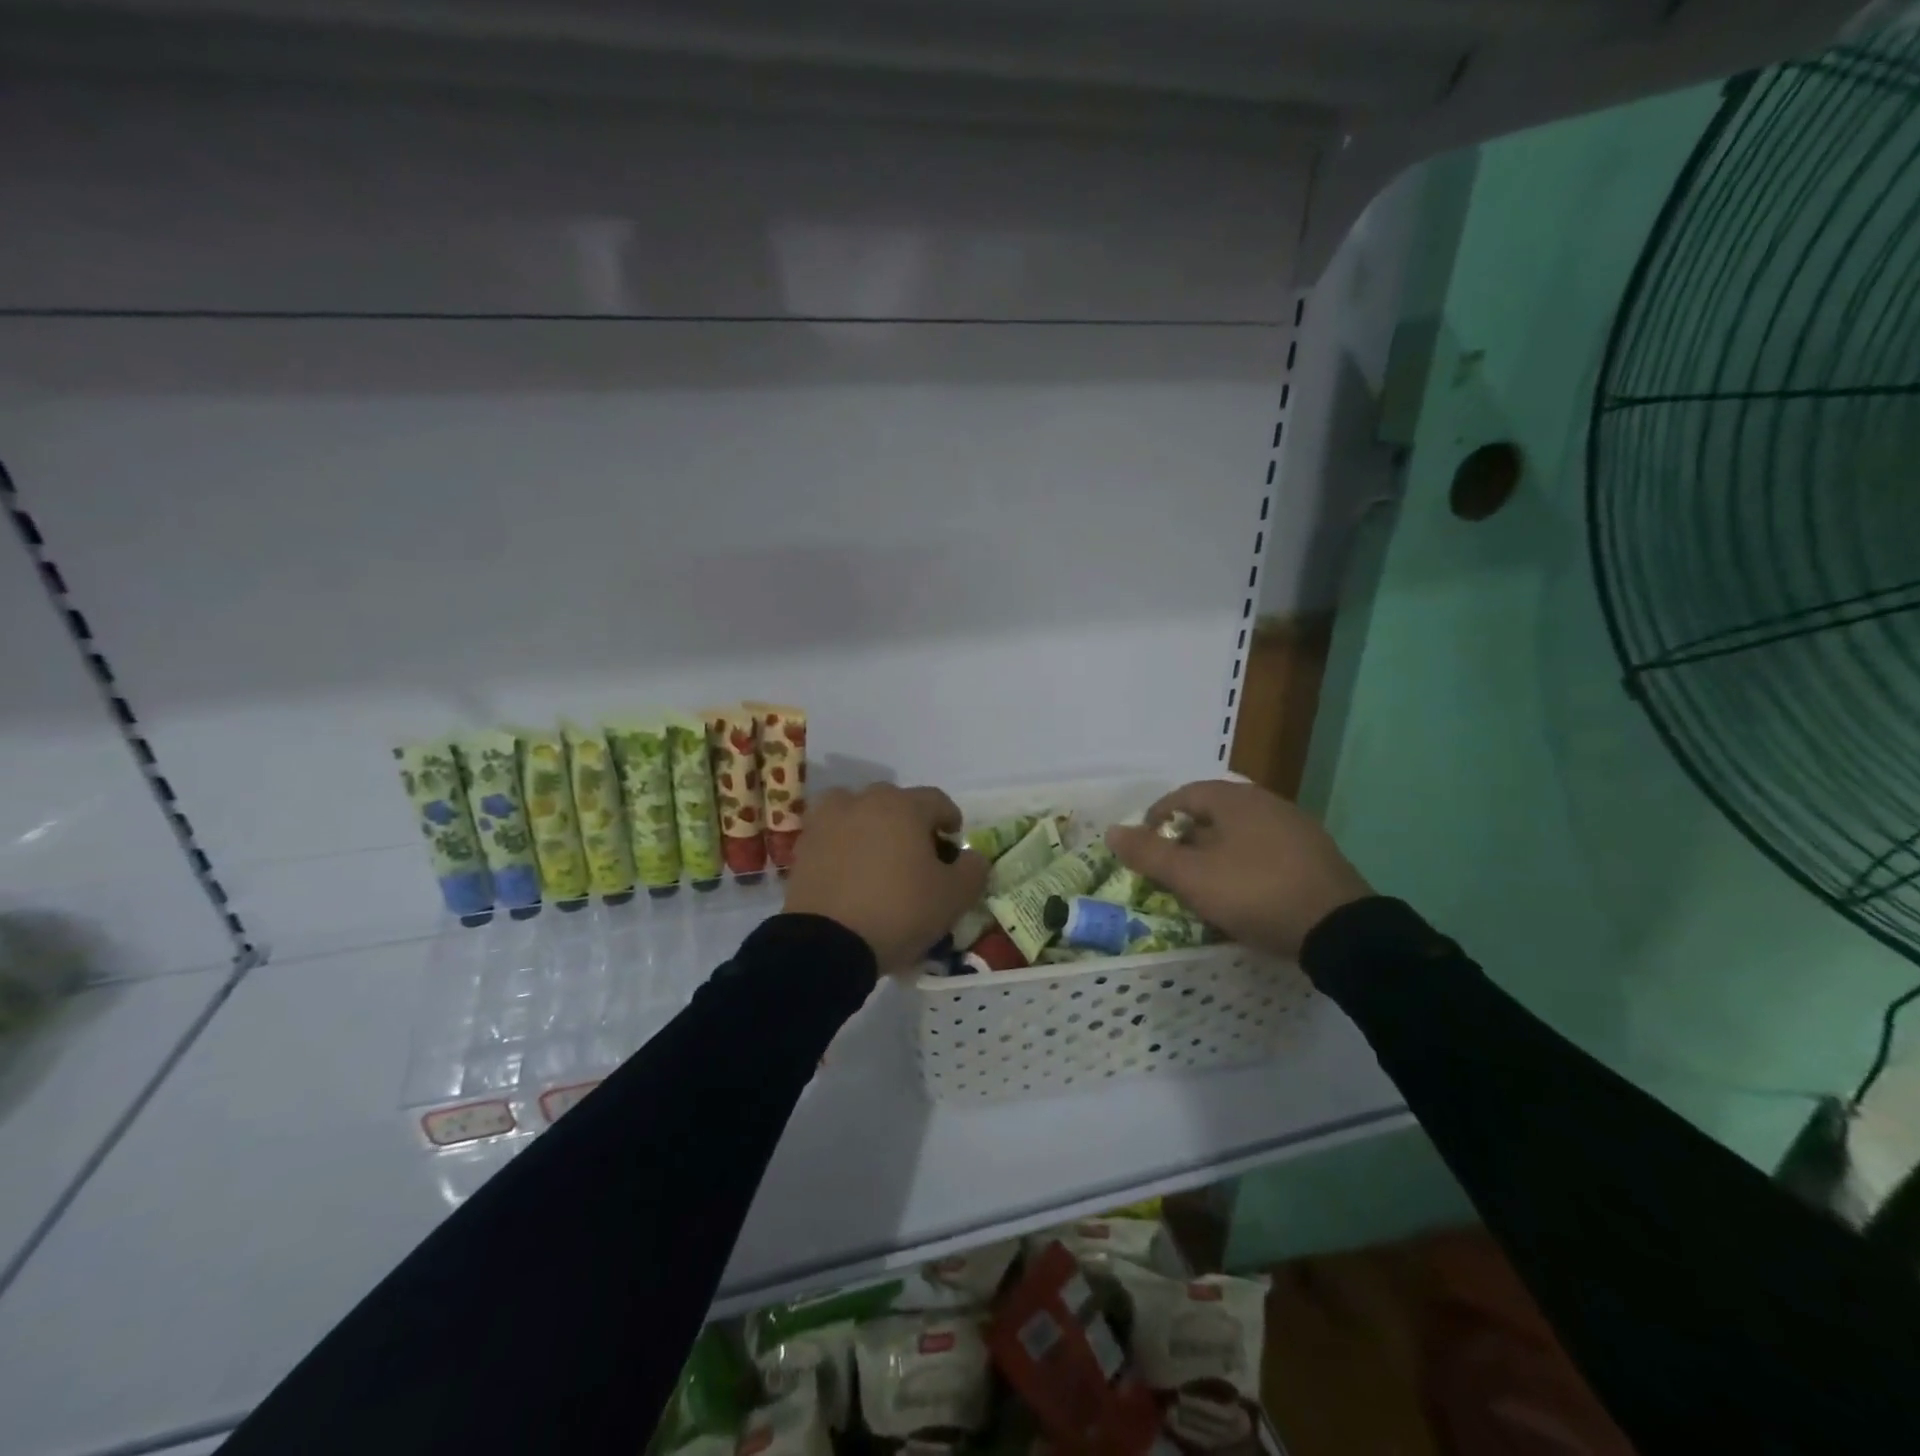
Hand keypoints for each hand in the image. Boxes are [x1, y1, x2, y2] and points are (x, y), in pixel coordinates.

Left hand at [783, 784, 989, 974]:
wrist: (827, 943)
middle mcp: (864, 801)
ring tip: (877, 856)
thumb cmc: (899, 911)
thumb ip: (974, 870)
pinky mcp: (804, 844)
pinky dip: (843, 842)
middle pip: (896, 802)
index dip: (950, 819)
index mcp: (904, 806)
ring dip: (871, 825)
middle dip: (911, 823)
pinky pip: (832, 833)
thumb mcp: (953, 897)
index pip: (937, 800)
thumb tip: (972, 857)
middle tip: (917, 855)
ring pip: (858, 810)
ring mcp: (829, 820)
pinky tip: (850, 870)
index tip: (953, 843)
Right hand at [1104, 780, 1371, 959]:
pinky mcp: (1315, 854)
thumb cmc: (1255, 893)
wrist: (1340, 929)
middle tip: (1172, 869)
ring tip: (1205, 883)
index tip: (1146, 848)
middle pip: (1213, 812)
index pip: (1183, 795)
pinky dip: (1245, 863)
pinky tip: (1245, 892)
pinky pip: (1266, 849)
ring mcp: (1296, 826)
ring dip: (1216, 852)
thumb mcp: (1192, 877)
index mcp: (1234, 799)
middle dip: (1186, 838)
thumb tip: (1111, 831)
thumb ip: (1149, 854)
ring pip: (1240, 832)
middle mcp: (1266, 802)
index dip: (1157, 819)